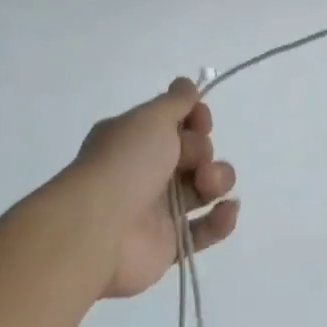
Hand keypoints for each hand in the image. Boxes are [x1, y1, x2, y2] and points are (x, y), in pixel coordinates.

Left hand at [62, 80, 238, 298]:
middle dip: (203, 151)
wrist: (99, 227)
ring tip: (207, 185)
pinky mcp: (170, 243)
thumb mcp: (150, 118)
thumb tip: (188, 84)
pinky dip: (221, 220)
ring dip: (217, 180)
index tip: (200, 120)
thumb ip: (176, 101)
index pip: (176, 123)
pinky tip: (226, 209)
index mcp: (135, 140)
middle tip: (191, 158)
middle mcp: (146, 171)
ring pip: (204, 188)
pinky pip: (204, 229)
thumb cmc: (126, 163)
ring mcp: (158, 209)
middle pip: (195, 154)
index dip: (195, 119)